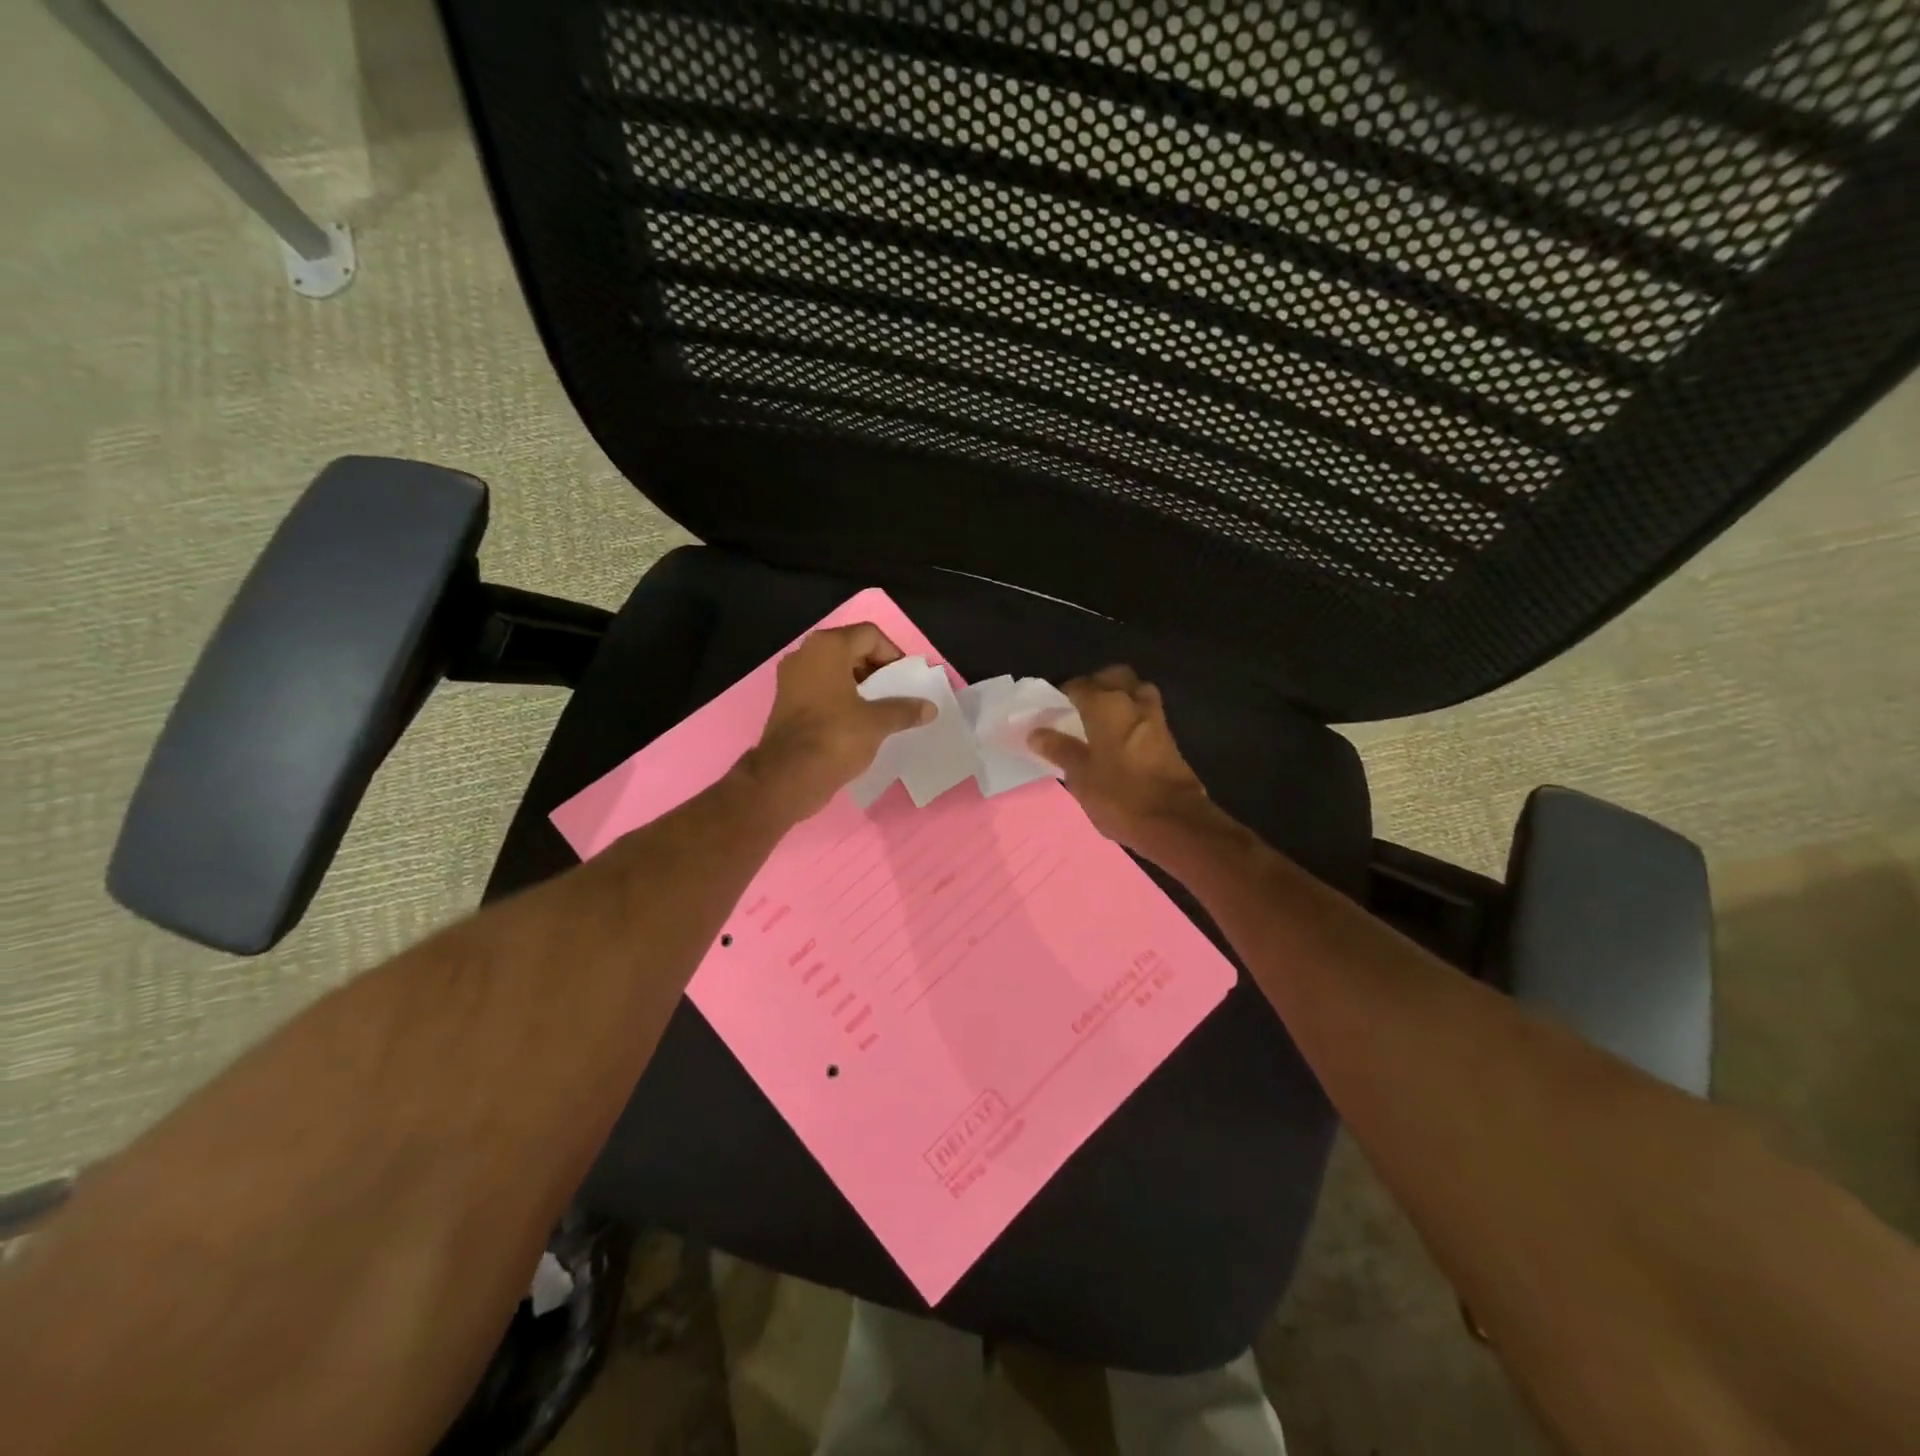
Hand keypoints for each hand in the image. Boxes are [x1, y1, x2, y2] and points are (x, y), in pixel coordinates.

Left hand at [742, 624, 933, 821]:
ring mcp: (792, 678)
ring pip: (835, 670)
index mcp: (827, 647)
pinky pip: (821, 689)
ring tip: (880, 708)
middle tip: (896, 693)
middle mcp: (805, 654)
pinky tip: (857, 720)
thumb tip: (930, 708)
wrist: (787, 777)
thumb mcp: (877, 723)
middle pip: (851, 649)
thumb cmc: (835, 738)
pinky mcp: (786, 701)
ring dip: (859, 685)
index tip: (905, 680)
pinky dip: (841, 697)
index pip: (869, 635)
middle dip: (877, 669)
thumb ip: (904, 710)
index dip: (893, 654)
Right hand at [1028, 665, 1214, 849]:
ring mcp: (1155, 718)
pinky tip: (1119, 737)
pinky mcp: (1169, 738)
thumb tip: (1037, 732)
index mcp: (1105, 705)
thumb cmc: (1118, 795)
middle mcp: (1132, 702)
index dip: (1063, 694)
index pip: (1079, 685)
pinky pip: (1147, 713)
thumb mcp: (1079, 775)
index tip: (1052, 708)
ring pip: (1136, 690)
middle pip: (1114, 676)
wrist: (1173, 821)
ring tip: (1102, 718)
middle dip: (1097, 683)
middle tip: (1079, 706)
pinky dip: (1133, 715)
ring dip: (1120, 696)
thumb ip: (1059, 748)